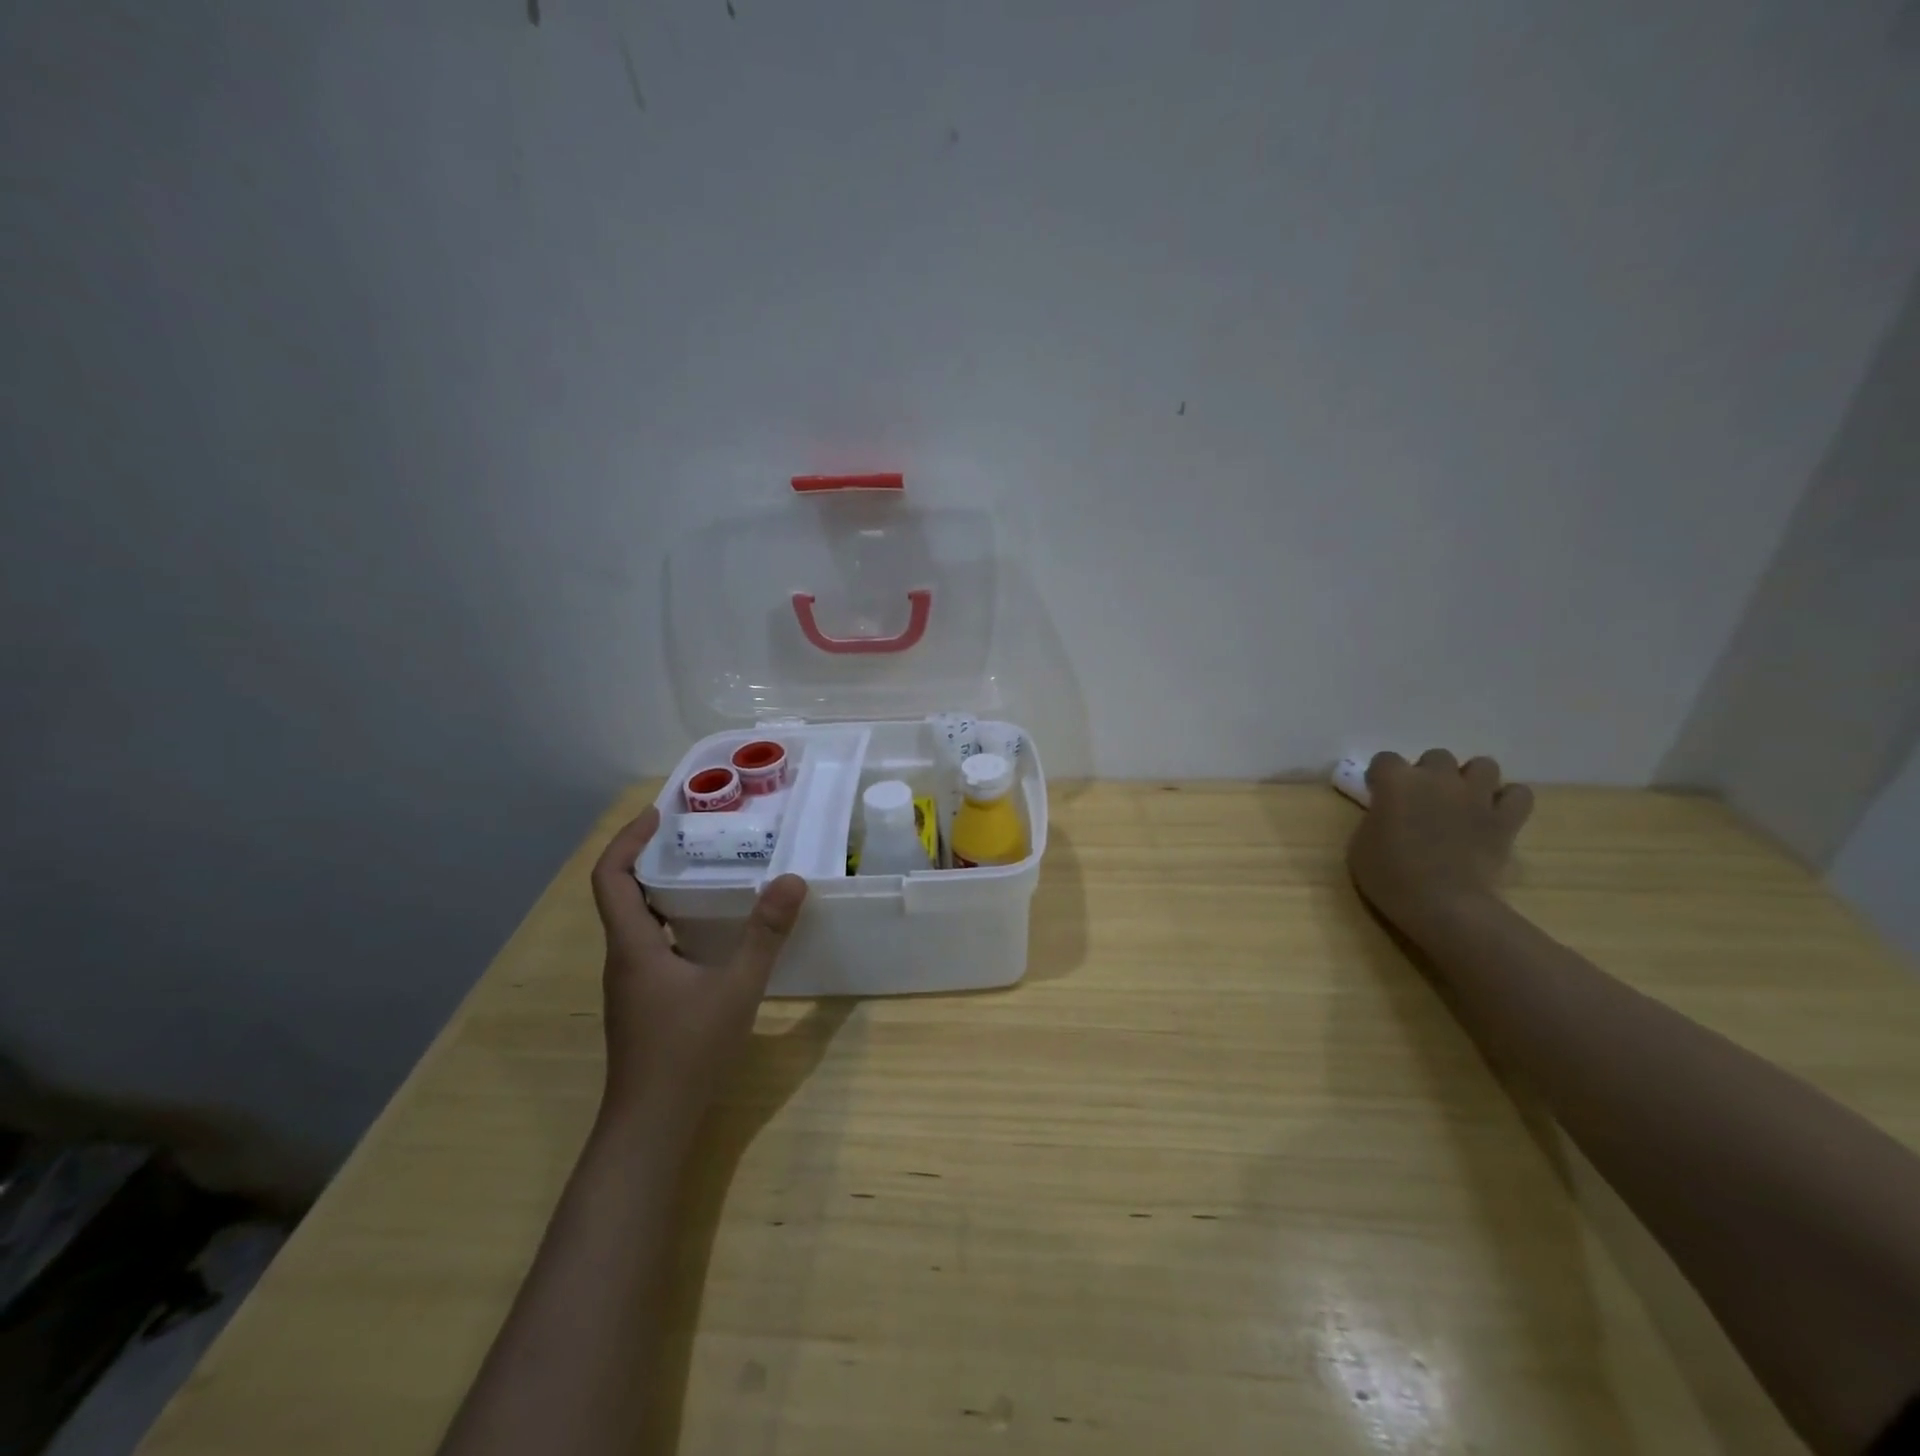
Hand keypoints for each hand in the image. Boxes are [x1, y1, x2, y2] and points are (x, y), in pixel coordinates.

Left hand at [588, 806, 807, 1137]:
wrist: (650, 1126)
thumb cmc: (687, 1052)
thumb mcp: (736, 989)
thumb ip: (765, 935)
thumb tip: (791, 880)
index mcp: (633, 945)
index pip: (610, 877)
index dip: (627, 839)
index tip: (659, 813)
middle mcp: (623, 958)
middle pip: (622, 893)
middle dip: (651, 857)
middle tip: (695, 835)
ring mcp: (630, 983)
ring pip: (637, 921)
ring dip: (663, 889)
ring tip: (708, 871)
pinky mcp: (642, 1002)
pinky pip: (651, 944)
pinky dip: (673, 921)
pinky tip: (712, 930)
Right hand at [1346, 750, 1533, 938]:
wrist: (1443, 905)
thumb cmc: (1390, 876)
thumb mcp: (1360, 845)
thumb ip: (1376, 818)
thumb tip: (1389, 814)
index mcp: (1396, 782)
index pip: (1384, 759)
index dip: (1381, 777)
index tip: (1380, 796)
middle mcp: (1437, 778)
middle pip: (1436, 757)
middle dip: (1429, 774)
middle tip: (1423, 801)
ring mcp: (1475, 796)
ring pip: (1482, 765)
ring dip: (1471, 779)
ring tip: (1462, 802)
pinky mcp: (1505, 819)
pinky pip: (1517, 794)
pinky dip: (1507, 800)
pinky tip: (1494, 814)